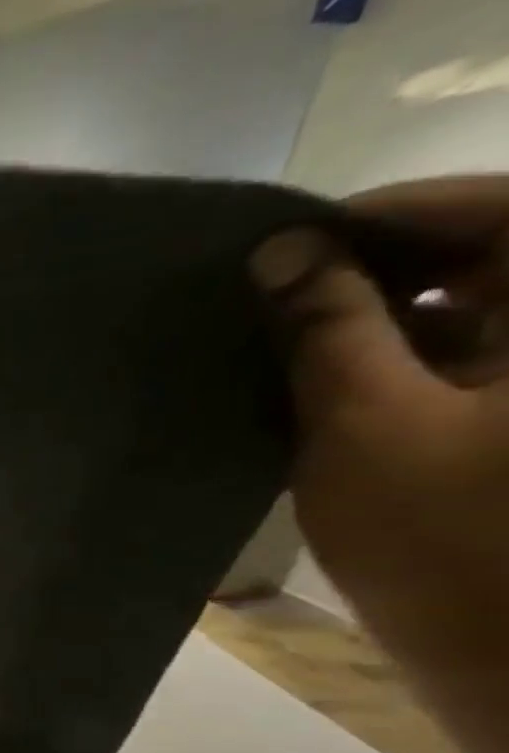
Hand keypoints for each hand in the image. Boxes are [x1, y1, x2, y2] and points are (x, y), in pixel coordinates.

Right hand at [250, 177, 508, 752]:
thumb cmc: (450, 543)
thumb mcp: (365, 425)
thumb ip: (327, 330)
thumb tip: (281, 253)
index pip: (498, 209)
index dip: (384, 214)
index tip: (280, 241)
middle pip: (489, 253)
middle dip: (373, 267)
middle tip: (267, 292)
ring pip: (472, 309)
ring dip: (375, 317)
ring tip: (277, 337)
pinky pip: (467, 359)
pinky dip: (395, 360)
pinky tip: (318, 382)